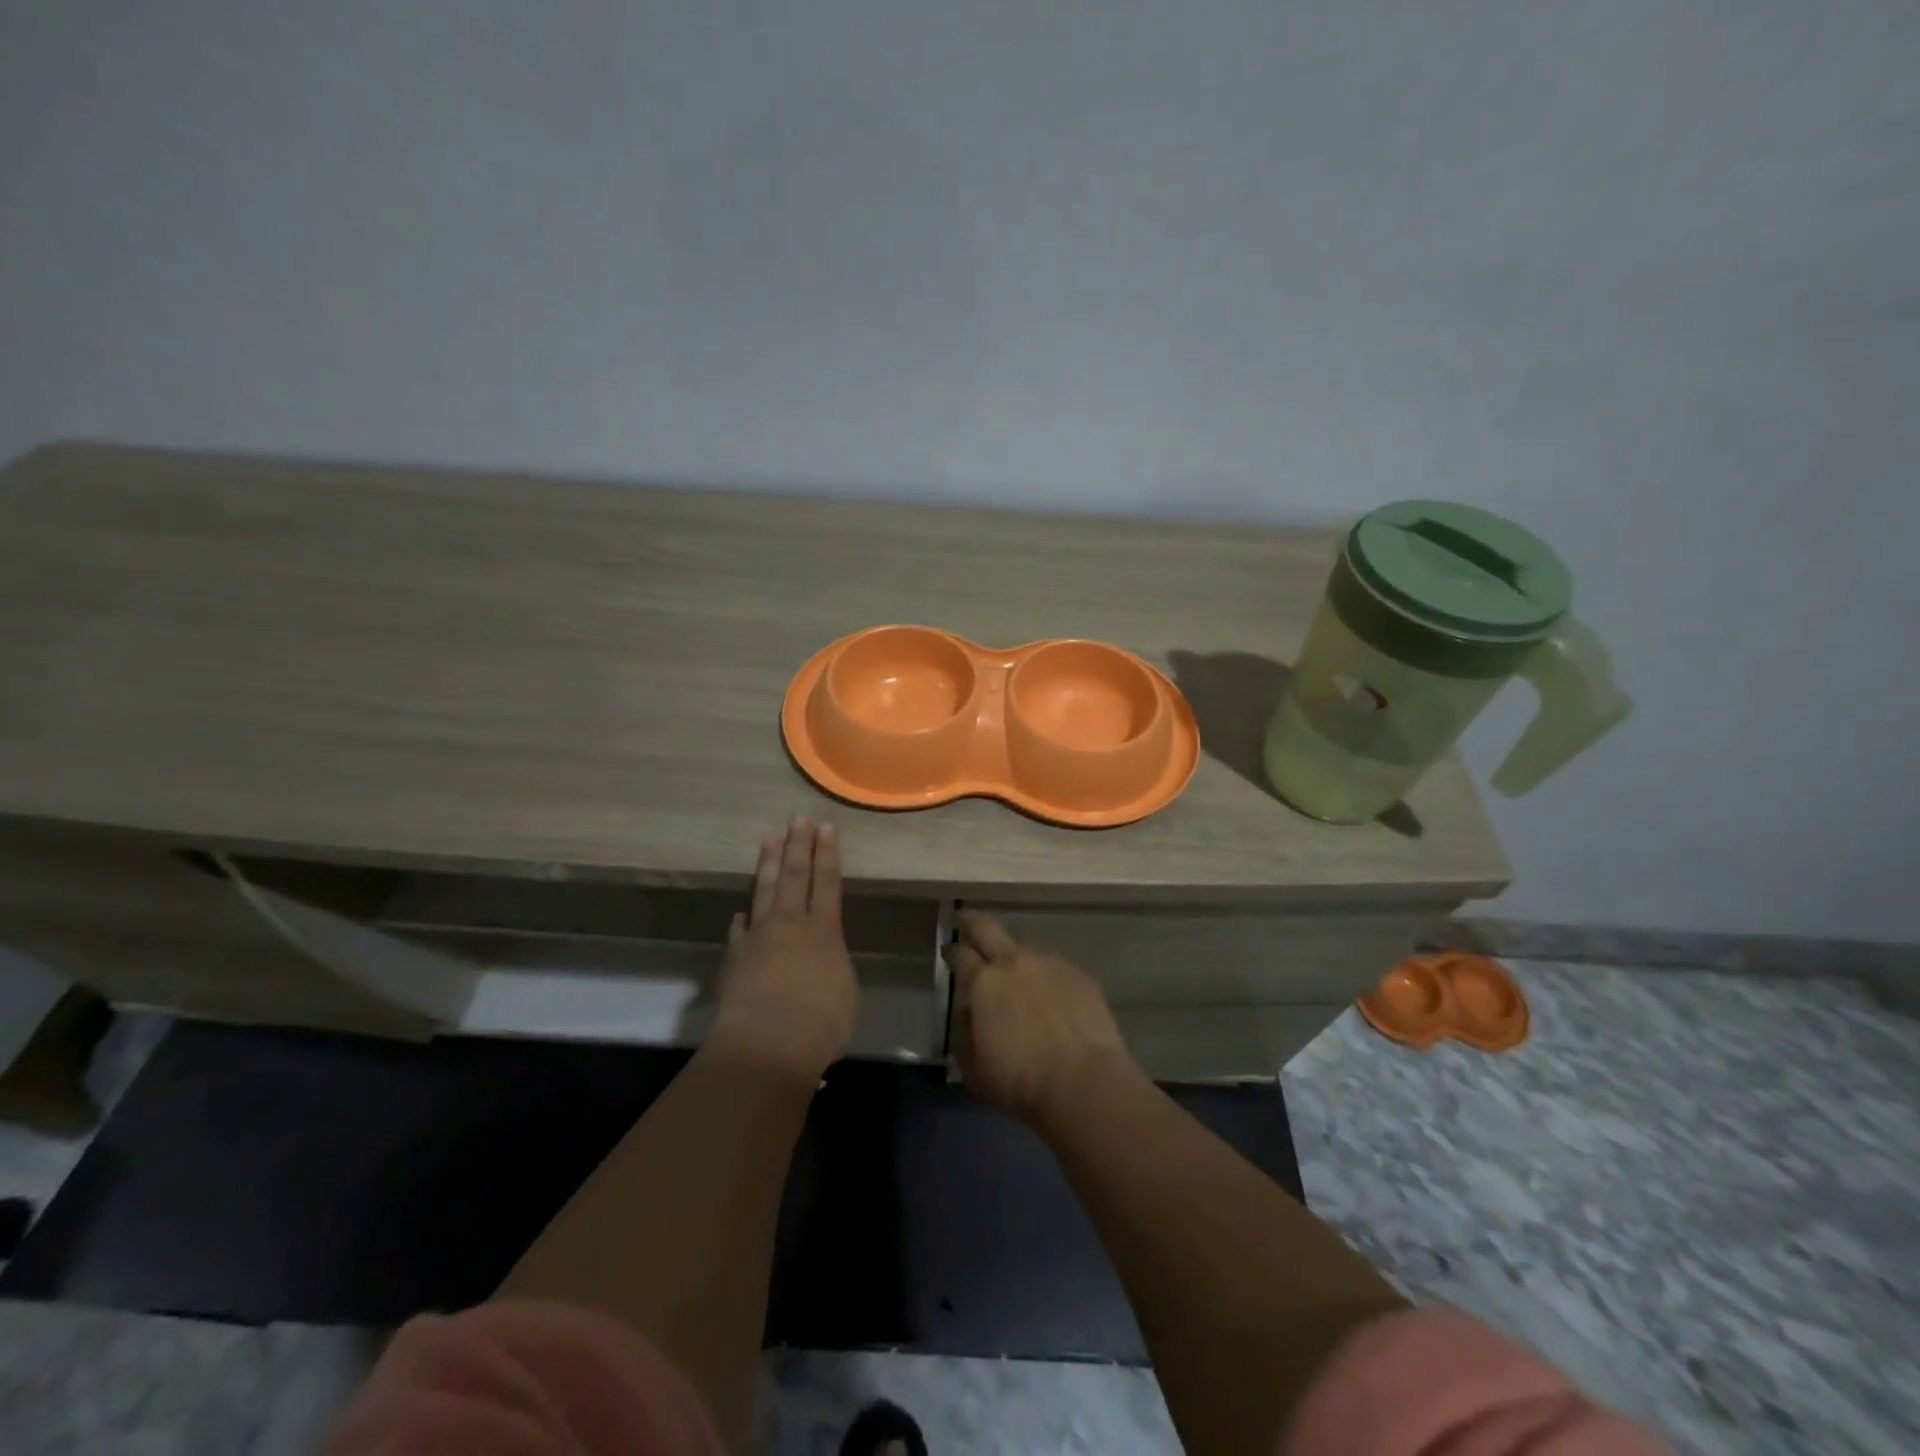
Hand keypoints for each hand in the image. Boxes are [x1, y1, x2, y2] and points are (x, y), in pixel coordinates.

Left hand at [710, 819, 859, 1082]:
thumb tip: (823, 961)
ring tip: (771, 837)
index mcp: (825, 931)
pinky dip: (743, 920)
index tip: (826, 827)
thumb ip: (834, 969)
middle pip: (795, 876)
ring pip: (765, 891)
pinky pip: (740, 931)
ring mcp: (758, 938)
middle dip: (798, 845)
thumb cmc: (820, 1024)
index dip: (827, 853)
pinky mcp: (734, 958)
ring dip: (770, 862)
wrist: (767, 1045)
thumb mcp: (846, 995)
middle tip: (798, 819)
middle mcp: (791, 925)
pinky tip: (742, 913)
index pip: (828, 882)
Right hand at [944, 910, 1134, 1128]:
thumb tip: (970, 1013)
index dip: (951, 951)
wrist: (1083, 1082)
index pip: (960, 954)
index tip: (948, 950)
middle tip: (964, 919)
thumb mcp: (973, 1067)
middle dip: (972, 921)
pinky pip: (1055, 970)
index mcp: (984, 982)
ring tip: (1019, 980)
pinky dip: (1047, 980)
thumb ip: (965, 1033)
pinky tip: (1053, 1001)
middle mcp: (1014, 963)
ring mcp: (1050, 964)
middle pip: (987, 928)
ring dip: (1016, 960)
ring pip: (1025, 951)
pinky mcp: (1080, 976)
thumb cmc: (1019, 1081)